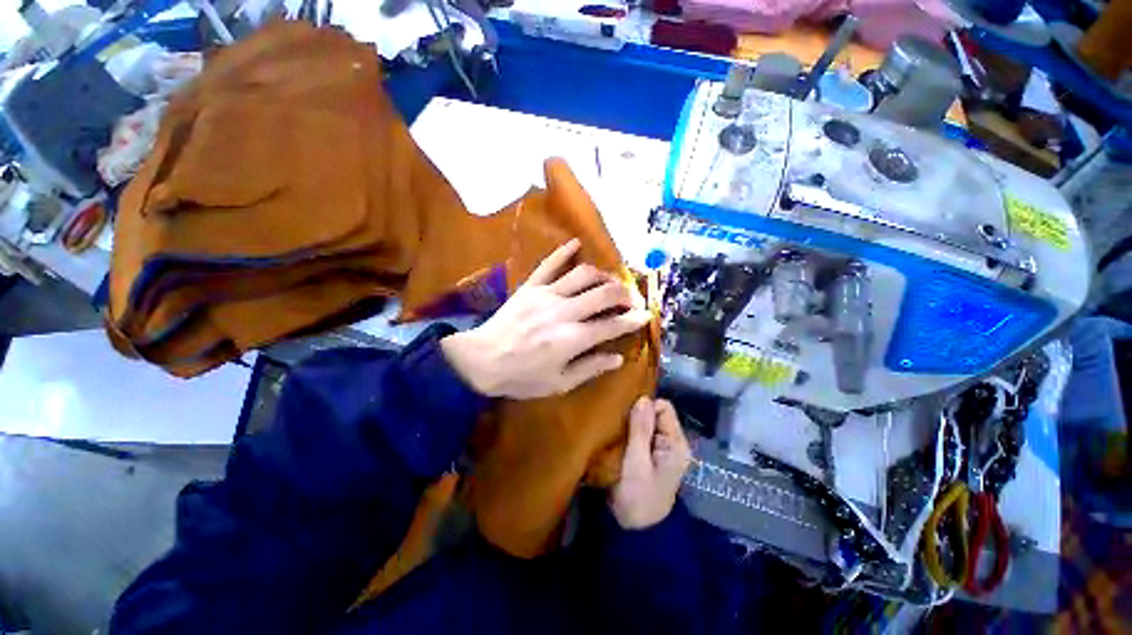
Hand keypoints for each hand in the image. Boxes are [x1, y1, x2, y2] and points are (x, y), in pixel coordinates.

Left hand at [440, 239, 651, 399]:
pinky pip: (549, 264)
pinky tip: (577, 243)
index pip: (613, 324)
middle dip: (624, 293)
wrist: (480, 360)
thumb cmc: (521, 377)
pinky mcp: (531, 287)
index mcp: (573, 338)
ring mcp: (547, 295)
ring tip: (610, 280)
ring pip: (583, 275)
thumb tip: (617, 358)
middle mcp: (565, 311)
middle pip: (604, 293)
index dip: (633, 320)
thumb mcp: (559, 384)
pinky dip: (564, 251)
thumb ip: (590, 368)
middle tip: (632, 298)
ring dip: (603, 274)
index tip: (645, 315)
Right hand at [609, 398, 691, 529]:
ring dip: (631, 424)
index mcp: (676, 444)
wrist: (634, 531)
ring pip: (645, 422)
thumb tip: (642, 397)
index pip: (664, 407)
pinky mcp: (649, 454)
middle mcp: (672, 442)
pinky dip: (629, 432)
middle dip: (636, 415)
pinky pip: (640, 432)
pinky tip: (618, 437)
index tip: (627, 417)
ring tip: (616, 430)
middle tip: (618, 424)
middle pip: (655, 413)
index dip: (645, 407)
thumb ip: (640, 430)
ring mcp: (661, 448)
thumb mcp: (637, 463)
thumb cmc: (637, 498)